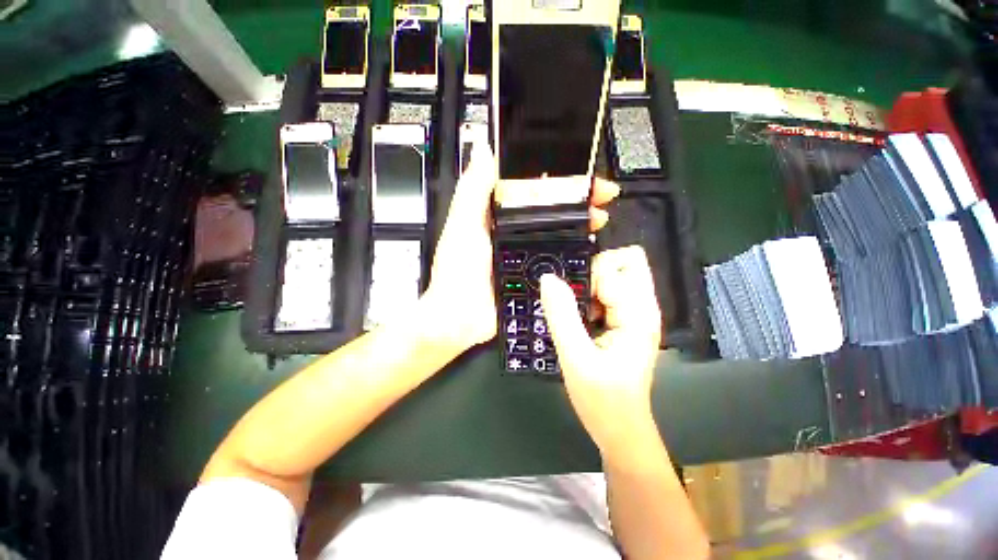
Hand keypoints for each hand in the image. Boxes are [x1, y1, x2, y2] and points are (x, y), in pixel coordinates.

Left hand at [422, 139, 619, 355]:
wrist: (461, 318)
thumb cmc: (458, 270)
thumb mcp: (463, 225)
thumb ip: (473, 190)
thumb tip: (483, 149)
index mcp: (498, 215)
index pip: (531, 188)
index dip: (554, 177)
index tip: (577, 171)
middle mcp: (515, 232)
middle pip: (551, 209)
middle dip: (577, 199)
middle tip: (600, 195)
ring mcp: (527, 254)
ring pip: (559, 233)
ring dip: (581, 222)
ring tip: (599, 217)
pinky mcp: (535, 275)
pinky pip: (559, 260)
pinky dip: (576, 252)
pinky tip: (591, 247)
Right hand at [539, 246, 661, 457]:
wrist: (621, 430)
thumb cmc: (602, 401)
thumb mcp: (575, 359)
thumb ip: (562, 316)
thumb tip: (548, 278)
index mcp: (638, 314)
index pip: (614, 267)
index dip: (587, 276)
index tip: (569, 299)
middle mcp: (643, 307)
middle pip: (626, 261)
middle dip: (595, 269)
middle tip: (575, 297)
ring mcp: (636, 313)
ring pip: (616, 274)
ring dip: (591, 284)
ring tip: (574, 311)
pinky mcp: (626, 321)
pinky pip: (609, 291)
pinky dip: (591, 295)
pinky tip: (579, 318)